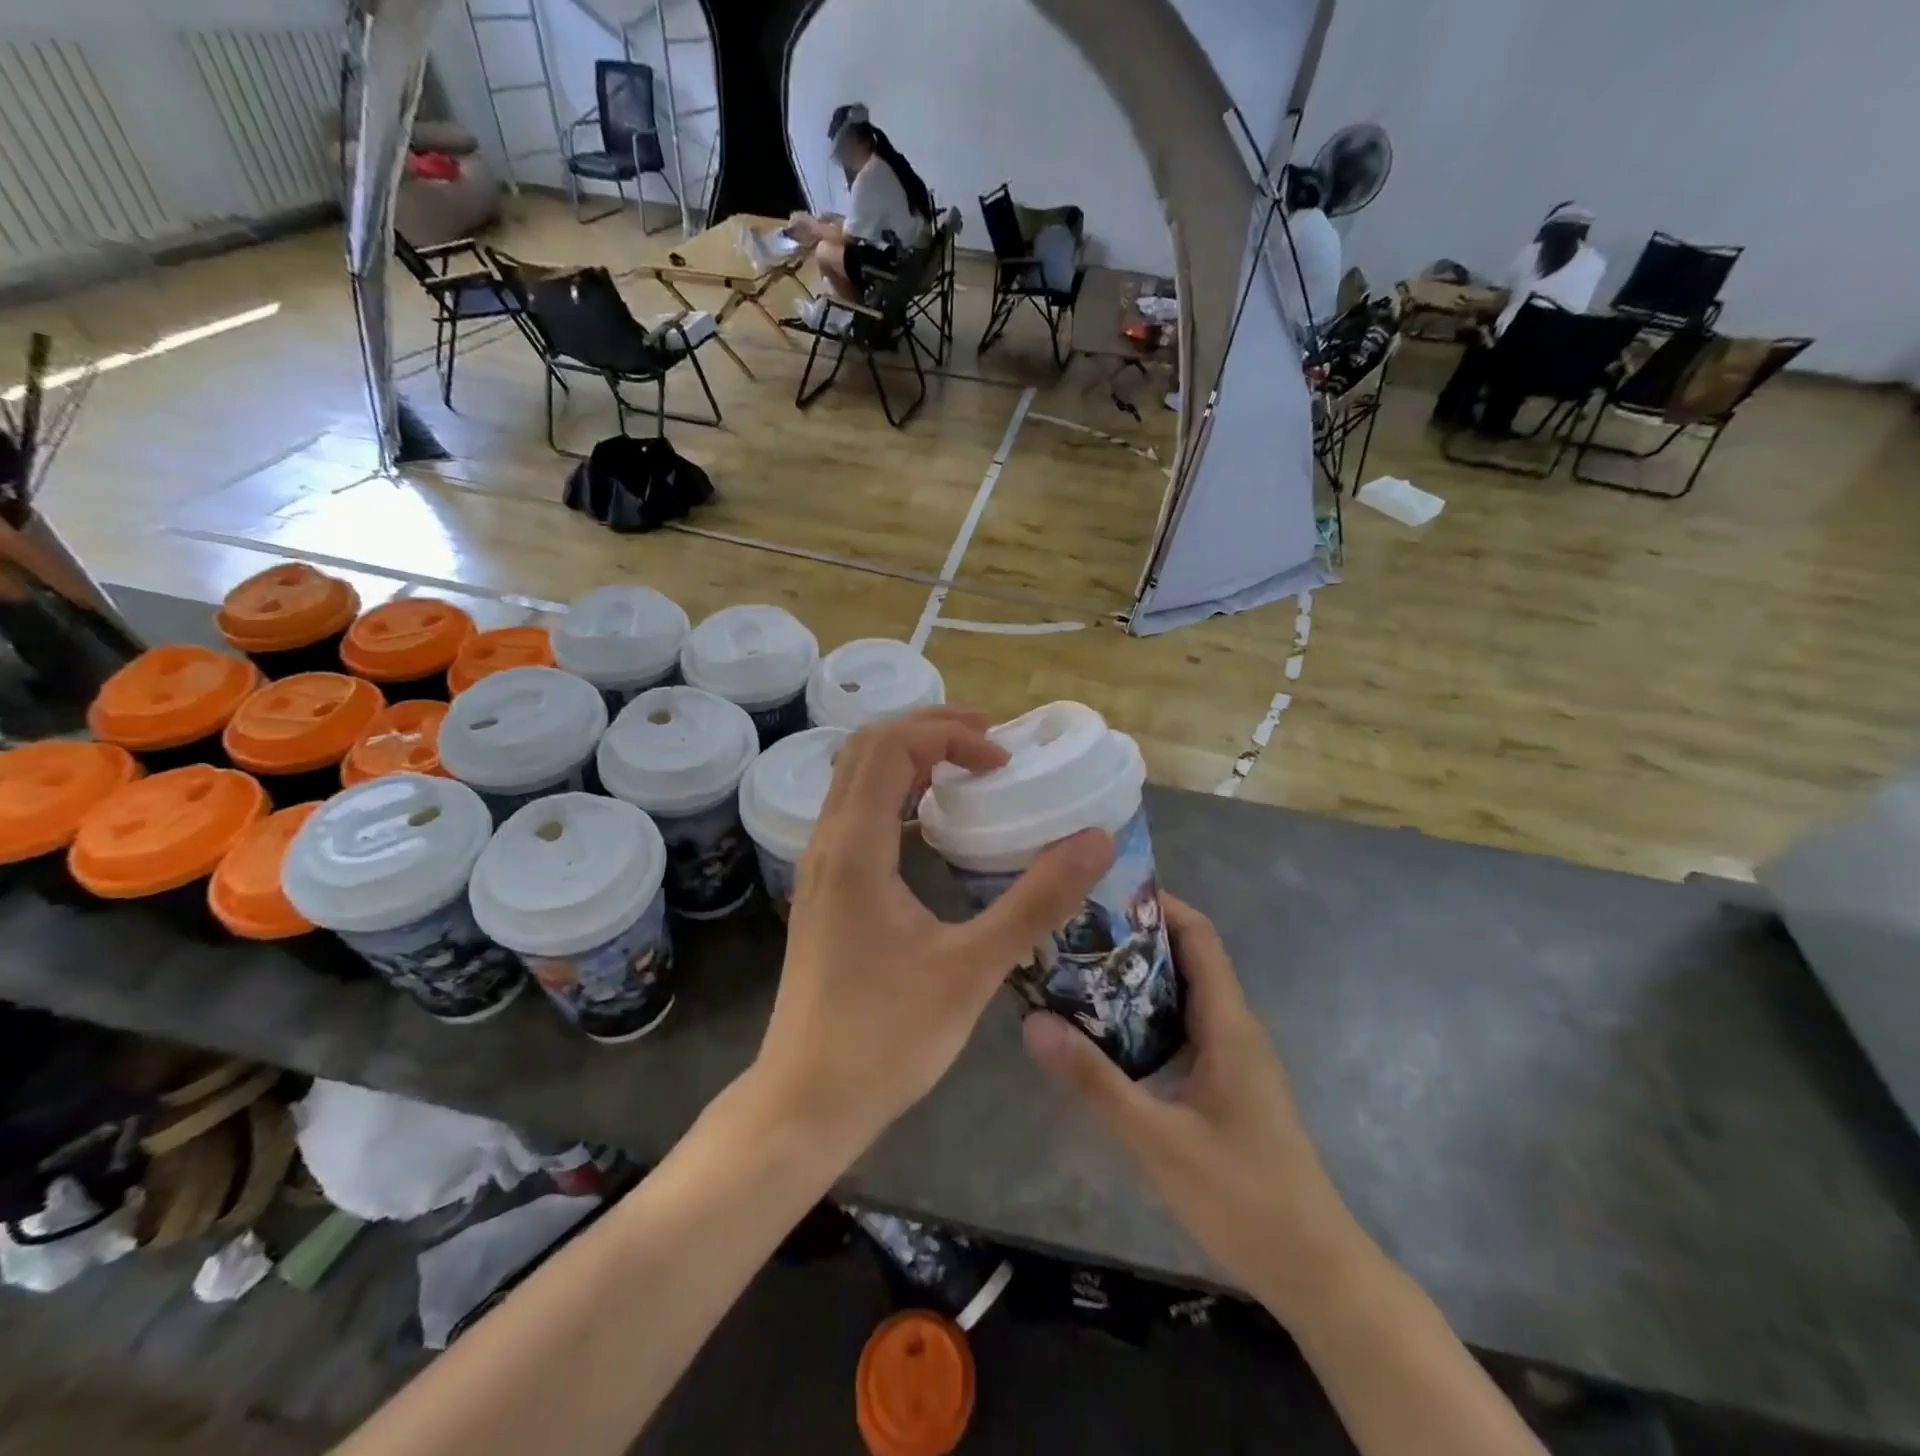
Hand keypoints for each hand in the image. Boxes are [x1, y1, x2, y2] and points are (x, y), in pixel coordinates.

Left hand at [754, 708, 1113, 1158]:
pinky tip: (931, 823)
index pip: (892, 747)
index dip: (951, 737)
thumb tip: (1096, 839)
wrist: (806, 1101)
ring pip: (854, 778)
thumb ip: (1036, 901)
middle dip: (929, 729)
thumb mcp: (972, 968)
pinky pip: (855, 812)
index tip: (1004, 762)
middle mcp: (827, 843)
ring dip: (908, 756)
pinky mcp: (823, 890)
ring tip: (965, 765)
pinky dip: (894, 793)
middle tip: (989, 740)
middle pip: (866, 748)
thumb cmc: (886, 1037)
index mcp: (854, 849)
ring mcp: (818, 867)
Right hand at [1022, 894, 1367, 1324]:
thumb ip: (1096, 1082)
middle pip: (1185, 957)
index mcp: (1228, 1022)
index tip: (1102, 890)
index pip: (1198, 935)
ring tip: (1076, 969)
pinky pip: (1181, 1026)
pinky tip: (1103, 1031)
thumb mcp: (1158, 1141)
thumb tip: (1033, 1021)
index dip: (1157, 903)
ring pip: (1181, 993)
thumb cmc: (1243, 1197)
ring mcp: (1231, 1055)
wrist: (1315, 1270)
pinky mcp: (1224, 1081)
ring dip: (1135, 976)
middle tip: (1072, 929)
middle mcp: (1232, 1026)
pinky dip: (1143, 1013)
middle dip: (1132, 936)